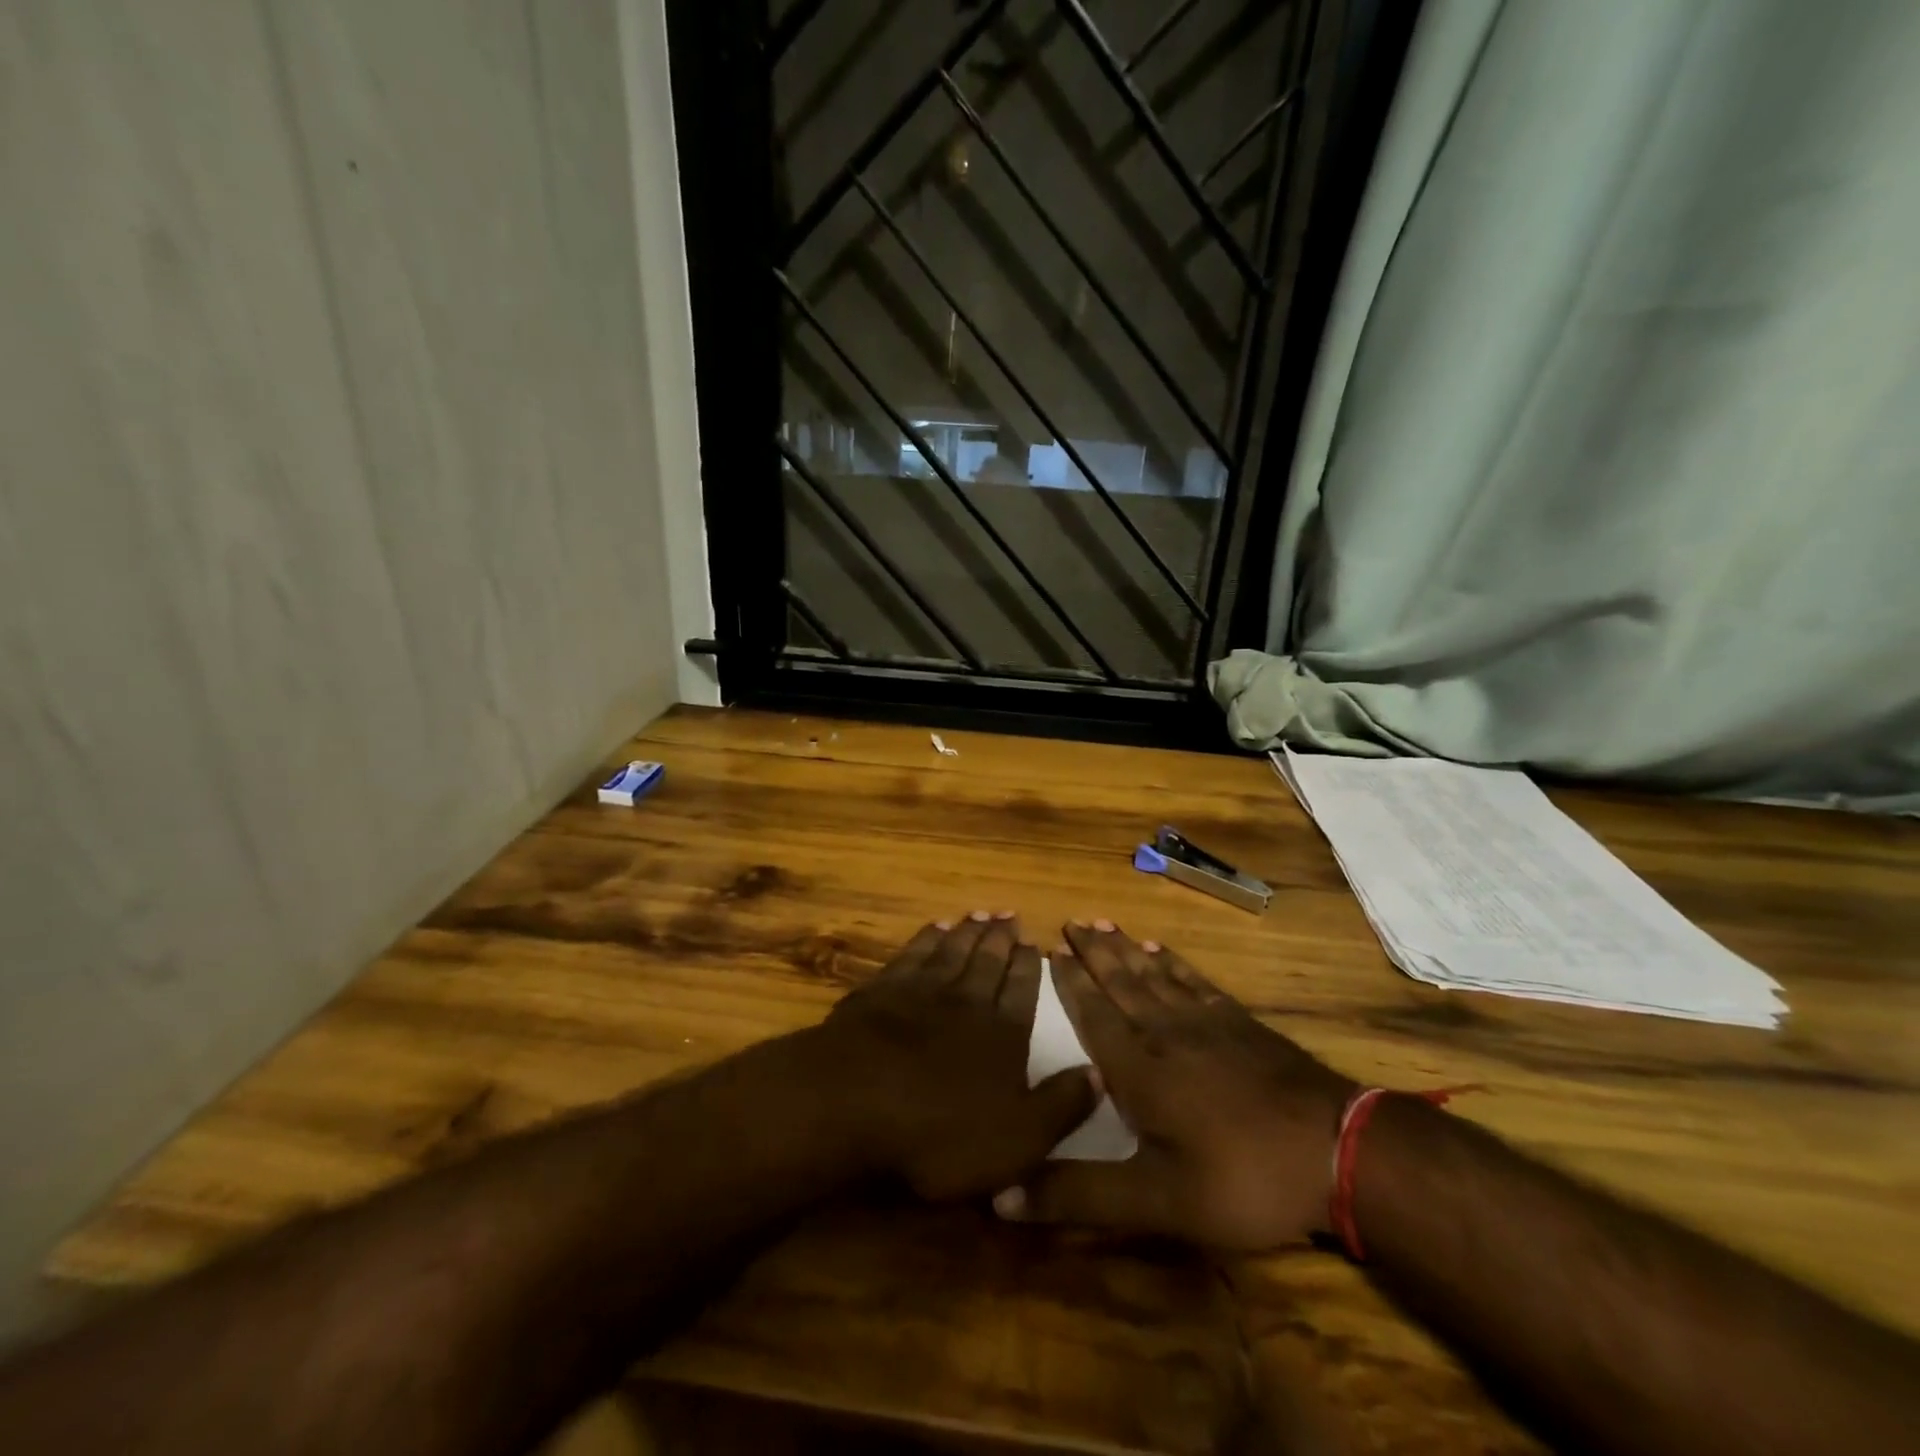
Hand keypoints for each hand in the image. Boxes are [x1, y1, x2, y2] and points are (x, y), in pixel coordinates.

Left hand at [814, 913, 1099, 1201]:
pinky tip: (934, 928)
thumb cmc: (939, 1133)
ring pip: (952, 950)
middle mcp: (966, 1001)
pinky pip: (912, 953)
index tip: (1035, 943)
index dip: (1030, 966)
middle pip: (988, 961)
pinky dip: (927, 938)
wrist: (851, 1103)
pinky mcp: (880, 990)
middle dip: (1001, 938)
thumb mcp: (1017, 1140)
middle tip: (1010, 914)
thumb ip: (1061, 1106)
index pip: (1023, 990)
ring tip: (980, 914)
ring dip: (968, 932)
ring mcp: (920, 990)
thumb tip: (1099, 1073)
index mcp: (1002, 1034)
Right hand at [995, 922, 1355, 1249]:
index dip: (1071, 984)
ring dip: (1126, 950)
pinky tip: (1162, 951)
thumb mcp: (1155, 1202)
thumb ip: (1079, 1196)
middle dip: (1093, 953)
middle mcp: (1165, 1034)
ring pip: (1154, 975)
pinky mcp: (1240, 1022)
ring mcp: (1207, 1023)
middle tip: (1072, 921)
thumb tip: (1000, 1198)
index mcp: (1138, 1071)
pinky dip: (1174, 963)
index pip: (1094, 1016)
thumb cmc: (1240, 1178)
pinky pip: (1195, 981)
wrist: (1336, 1150)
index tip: (1050, 951)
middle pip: (1121, 983)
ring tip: (1104, 924)